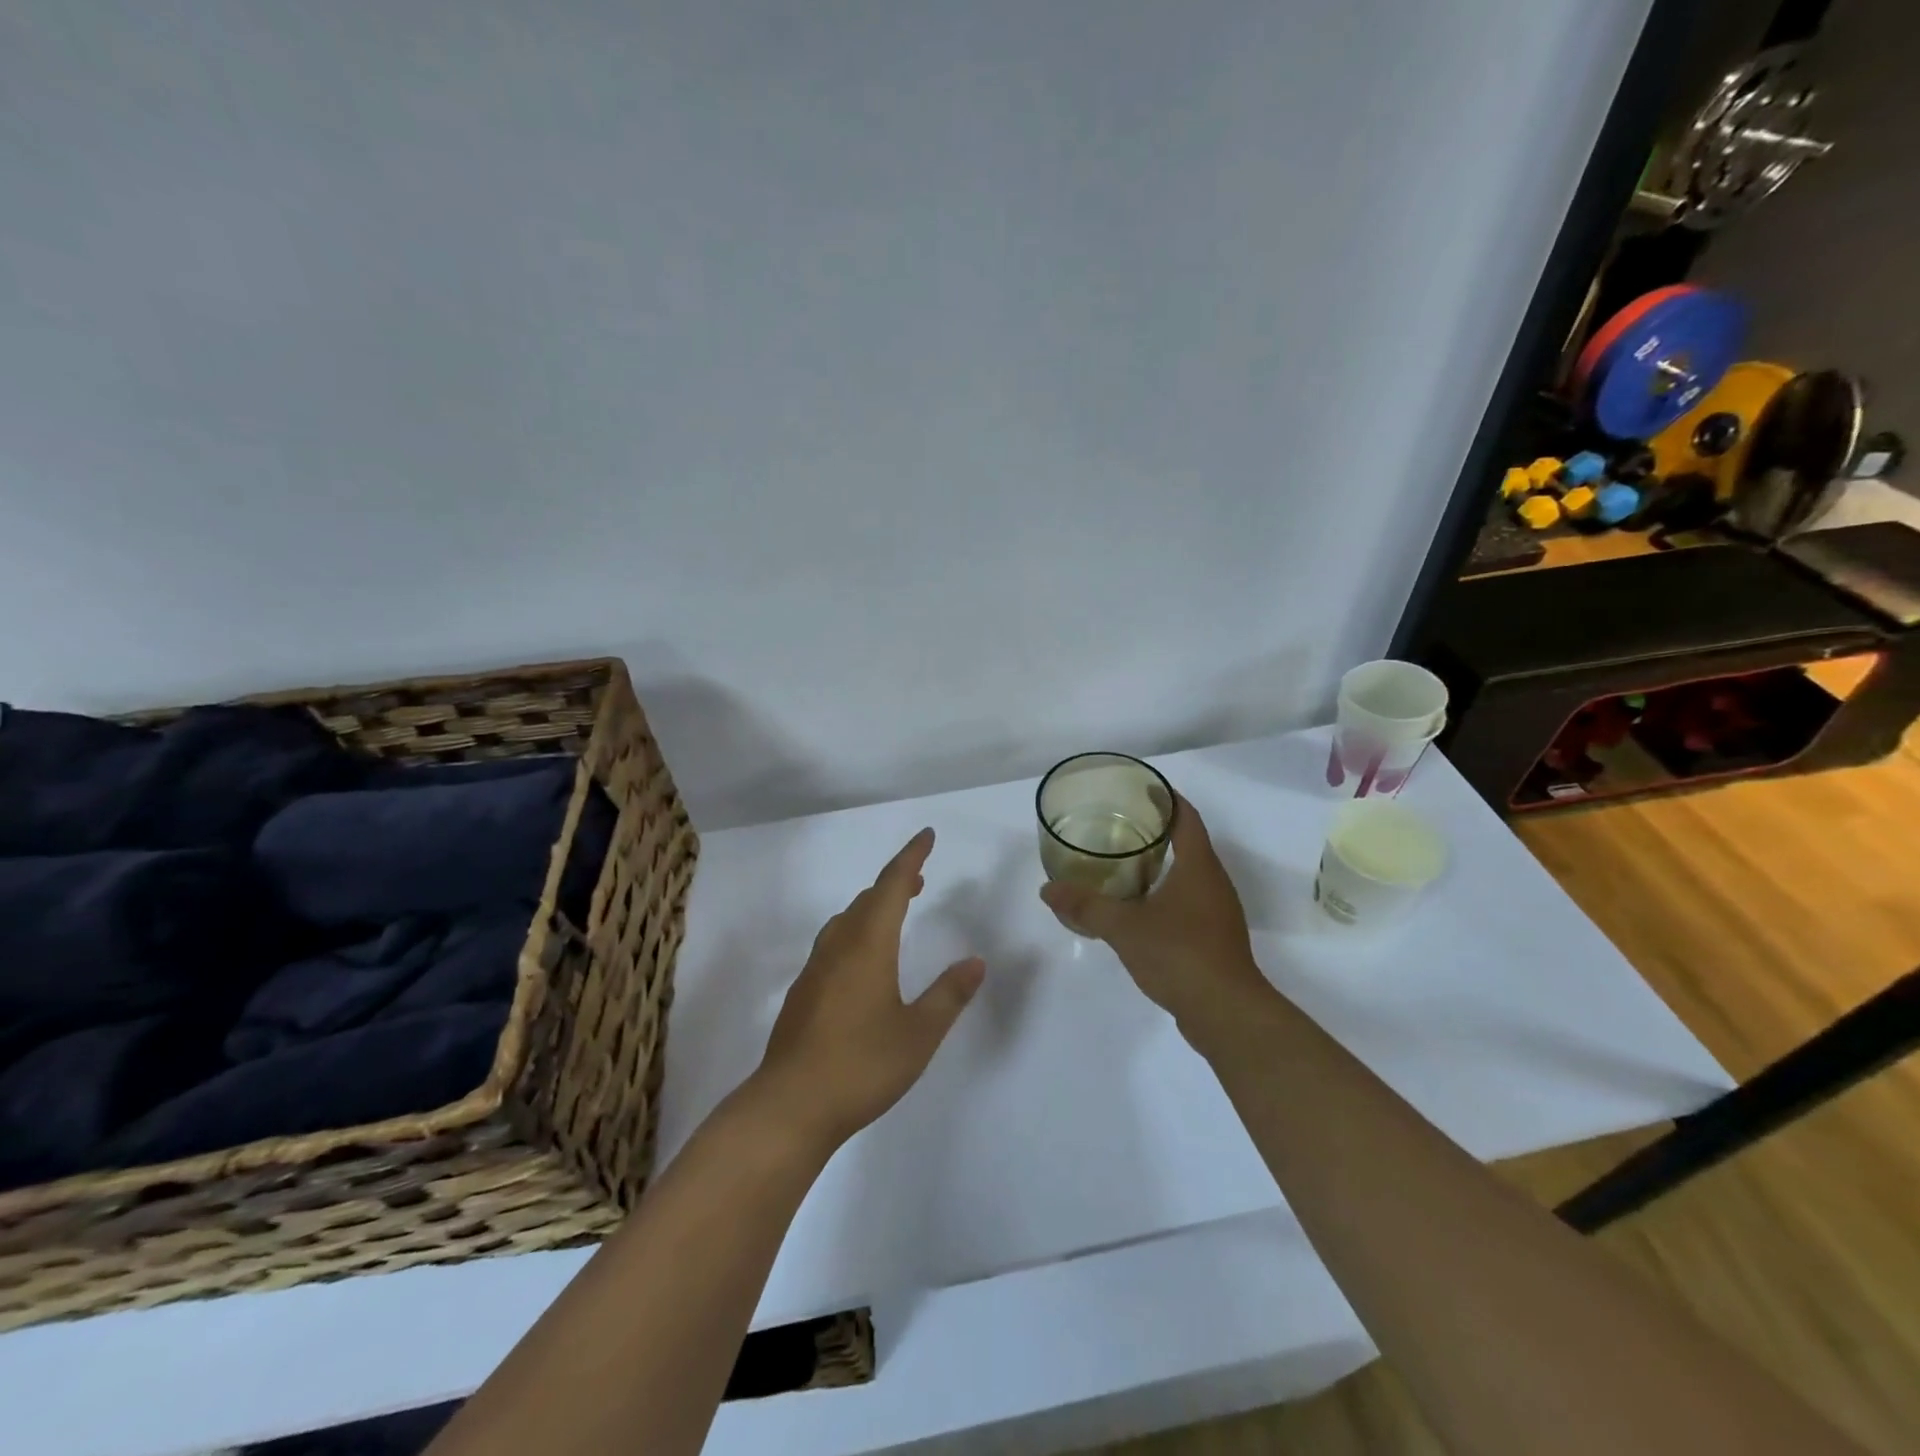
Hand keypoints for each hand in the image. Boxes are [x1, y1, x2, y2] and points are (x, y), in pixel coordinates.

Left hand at [752, 828, 984, 1149]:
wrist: (790, 1106)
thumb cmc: (861, 1066)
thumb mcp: (919, 1034)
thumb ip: (948, 995)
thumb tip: (975, 962)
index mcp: (868, 945)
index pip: (892, 885)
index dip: (911, 857)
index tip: (926, 836)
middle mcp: (838, 947)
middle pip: (867, 899)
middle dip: (895, 882)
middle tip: (919, 879)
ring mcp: (815, 969)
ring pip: (846, 920)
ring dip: (872, 906)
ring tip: (894, 913)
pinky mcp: (803, 993)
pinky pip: (834, 943)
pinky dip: (856, 931)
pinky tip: (863, 960)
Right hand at [1038, 793, 1268, 1034]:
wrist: (1226, 1013)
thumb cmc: (1180, 955)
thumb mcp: (1124, 927)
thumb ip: (1085, 906)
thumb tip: (1047, 890)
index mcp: (1199, 867)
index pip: (1186, 817)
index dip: (1166, 798)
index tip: (1141, 787)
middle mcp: (1214, 882)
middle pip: (1189, 842)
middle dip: (1158, 829)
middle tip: (1119, 822)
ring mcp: (1218, 912)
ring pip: (1189, 874)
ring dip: (1162, 863)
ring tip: (1123, 861)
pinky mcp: (1215, 937)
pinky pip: (1189, 901)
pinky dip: (1166, 892)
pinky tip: (1139, 906)